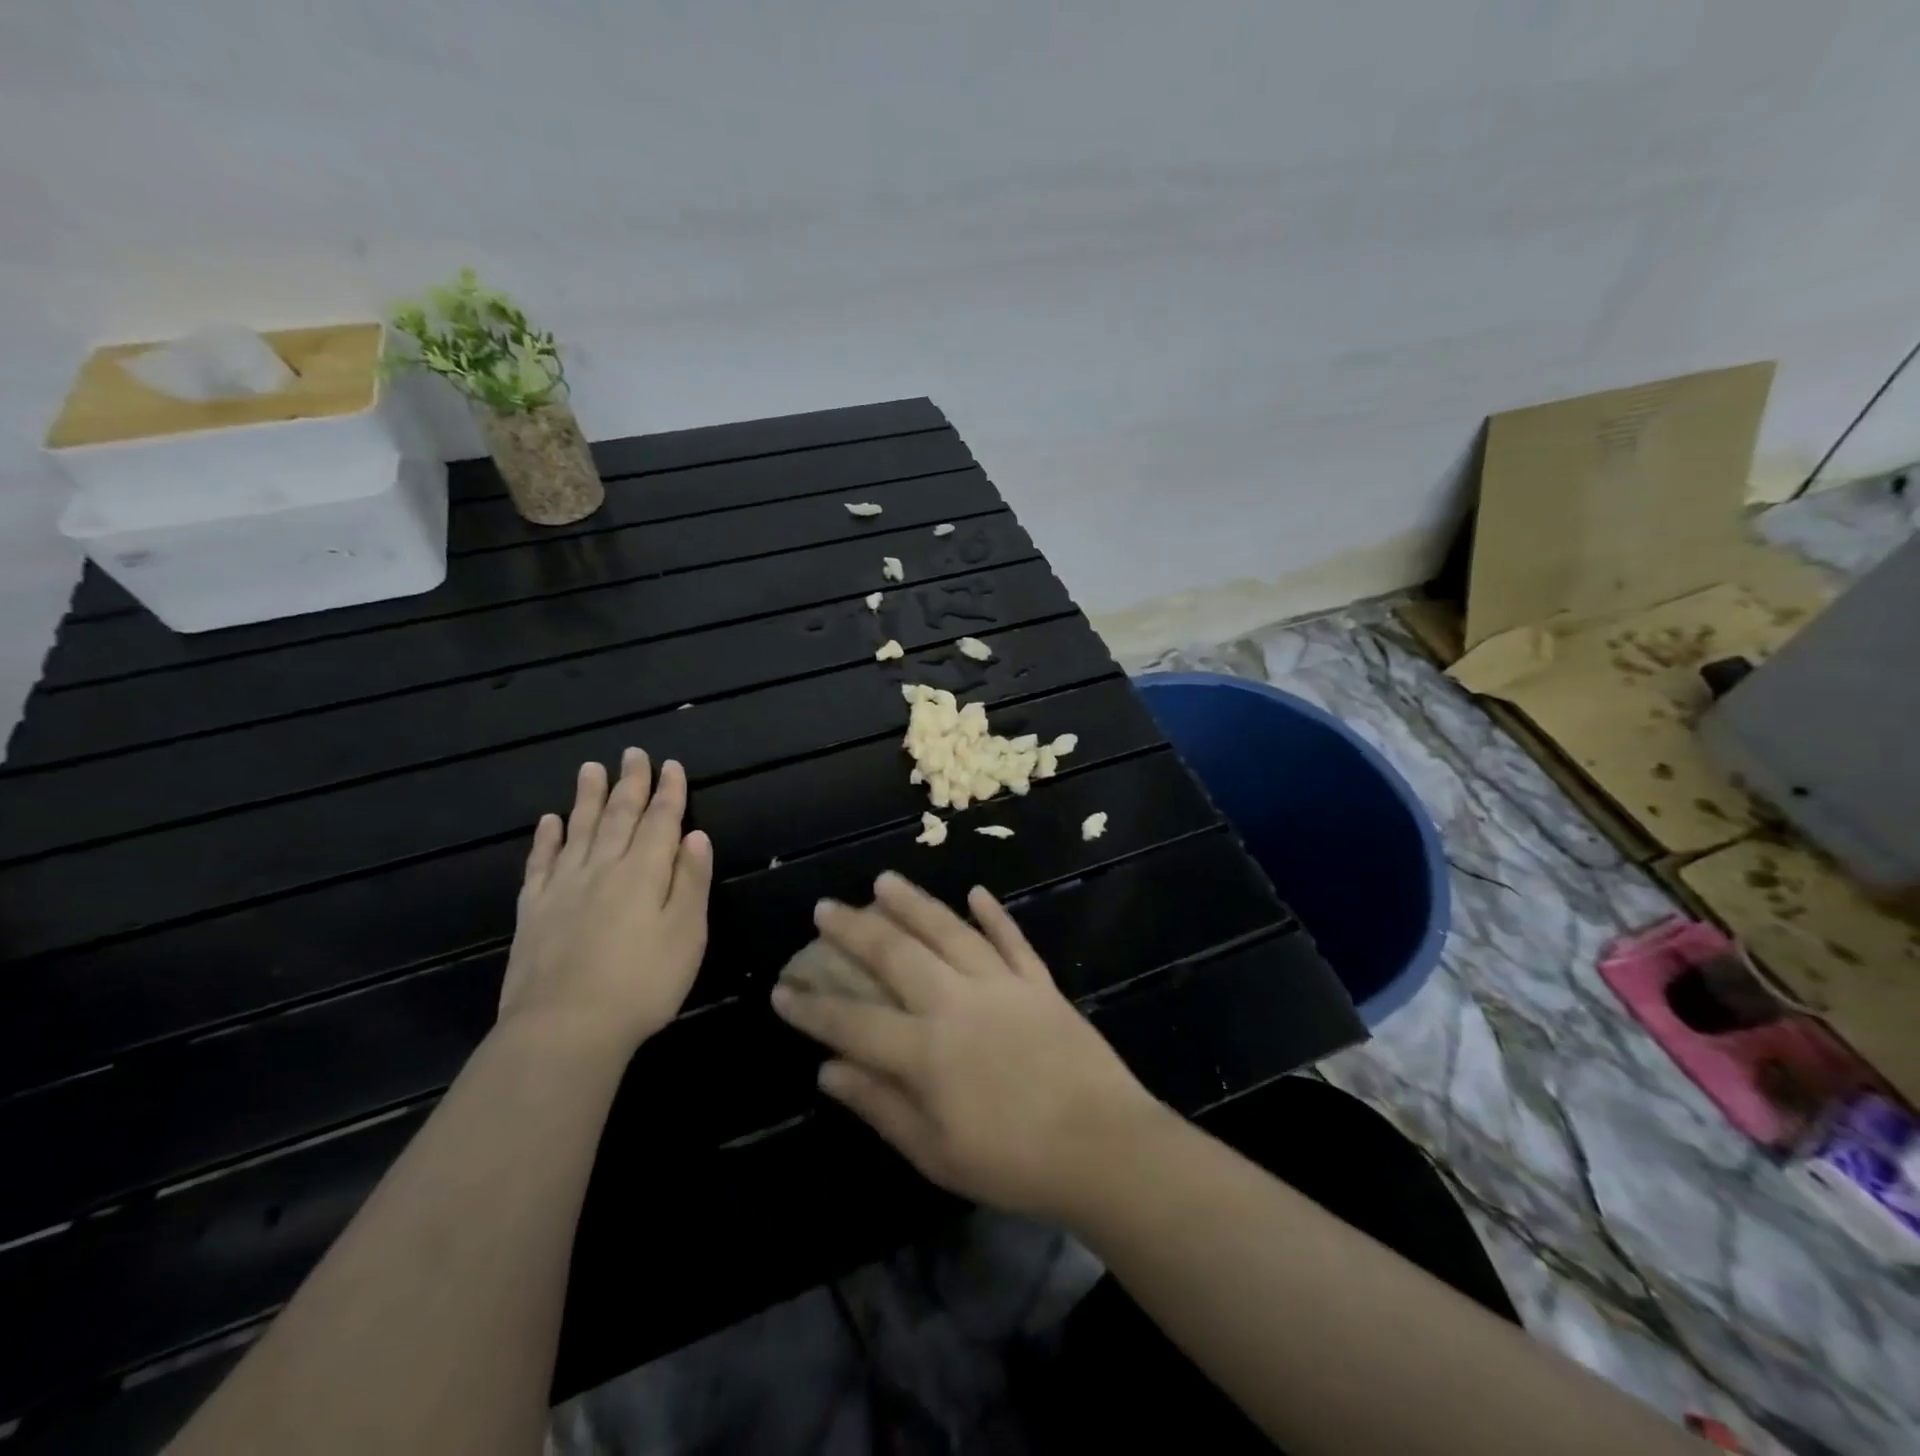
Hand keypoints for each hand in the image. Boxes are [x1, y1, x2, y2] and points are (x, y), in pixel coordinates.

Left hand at [500, 750, 712, 1052]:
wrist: (565, 1028)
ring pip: (578, 830)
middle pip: (618, 816)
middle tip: (633, 754)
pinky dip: (546, 839)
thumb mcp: (687, 933)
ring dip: (587, 797)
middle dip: (630, 784)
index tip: (672, 765)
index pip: (661, 821)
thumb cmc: (642, 983)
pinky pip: (541, 863)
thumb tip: (696, 835)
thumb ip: (690, 881)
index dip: (669, 792)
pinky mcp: (535, 911)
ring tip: (590, 768)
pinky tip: (549, 822)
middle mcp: (603, 868)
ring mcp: (564, 888)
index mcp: (644, 872)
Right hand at [769, 872, 1160, 1221]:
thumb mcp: (936, 1152)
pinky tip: (976, 892)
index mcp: (926, 1051)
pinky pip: (1011, 939)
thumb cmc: (1014, 1162)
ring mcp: (1001, 985)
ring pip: (949, 931)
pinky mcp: (1038, 982)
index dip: (813, 1008)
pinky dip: (993, 914)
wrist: (1104, 1147)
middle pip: (896, 955)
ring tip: (885, 880)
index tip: (782, 989)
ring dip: (914, 903)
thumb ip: (880, 1105)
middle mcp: (956, 1003)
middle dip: (855, 930)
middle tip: (825, 908)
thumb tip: (828, 1070)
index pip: (853, 1022)